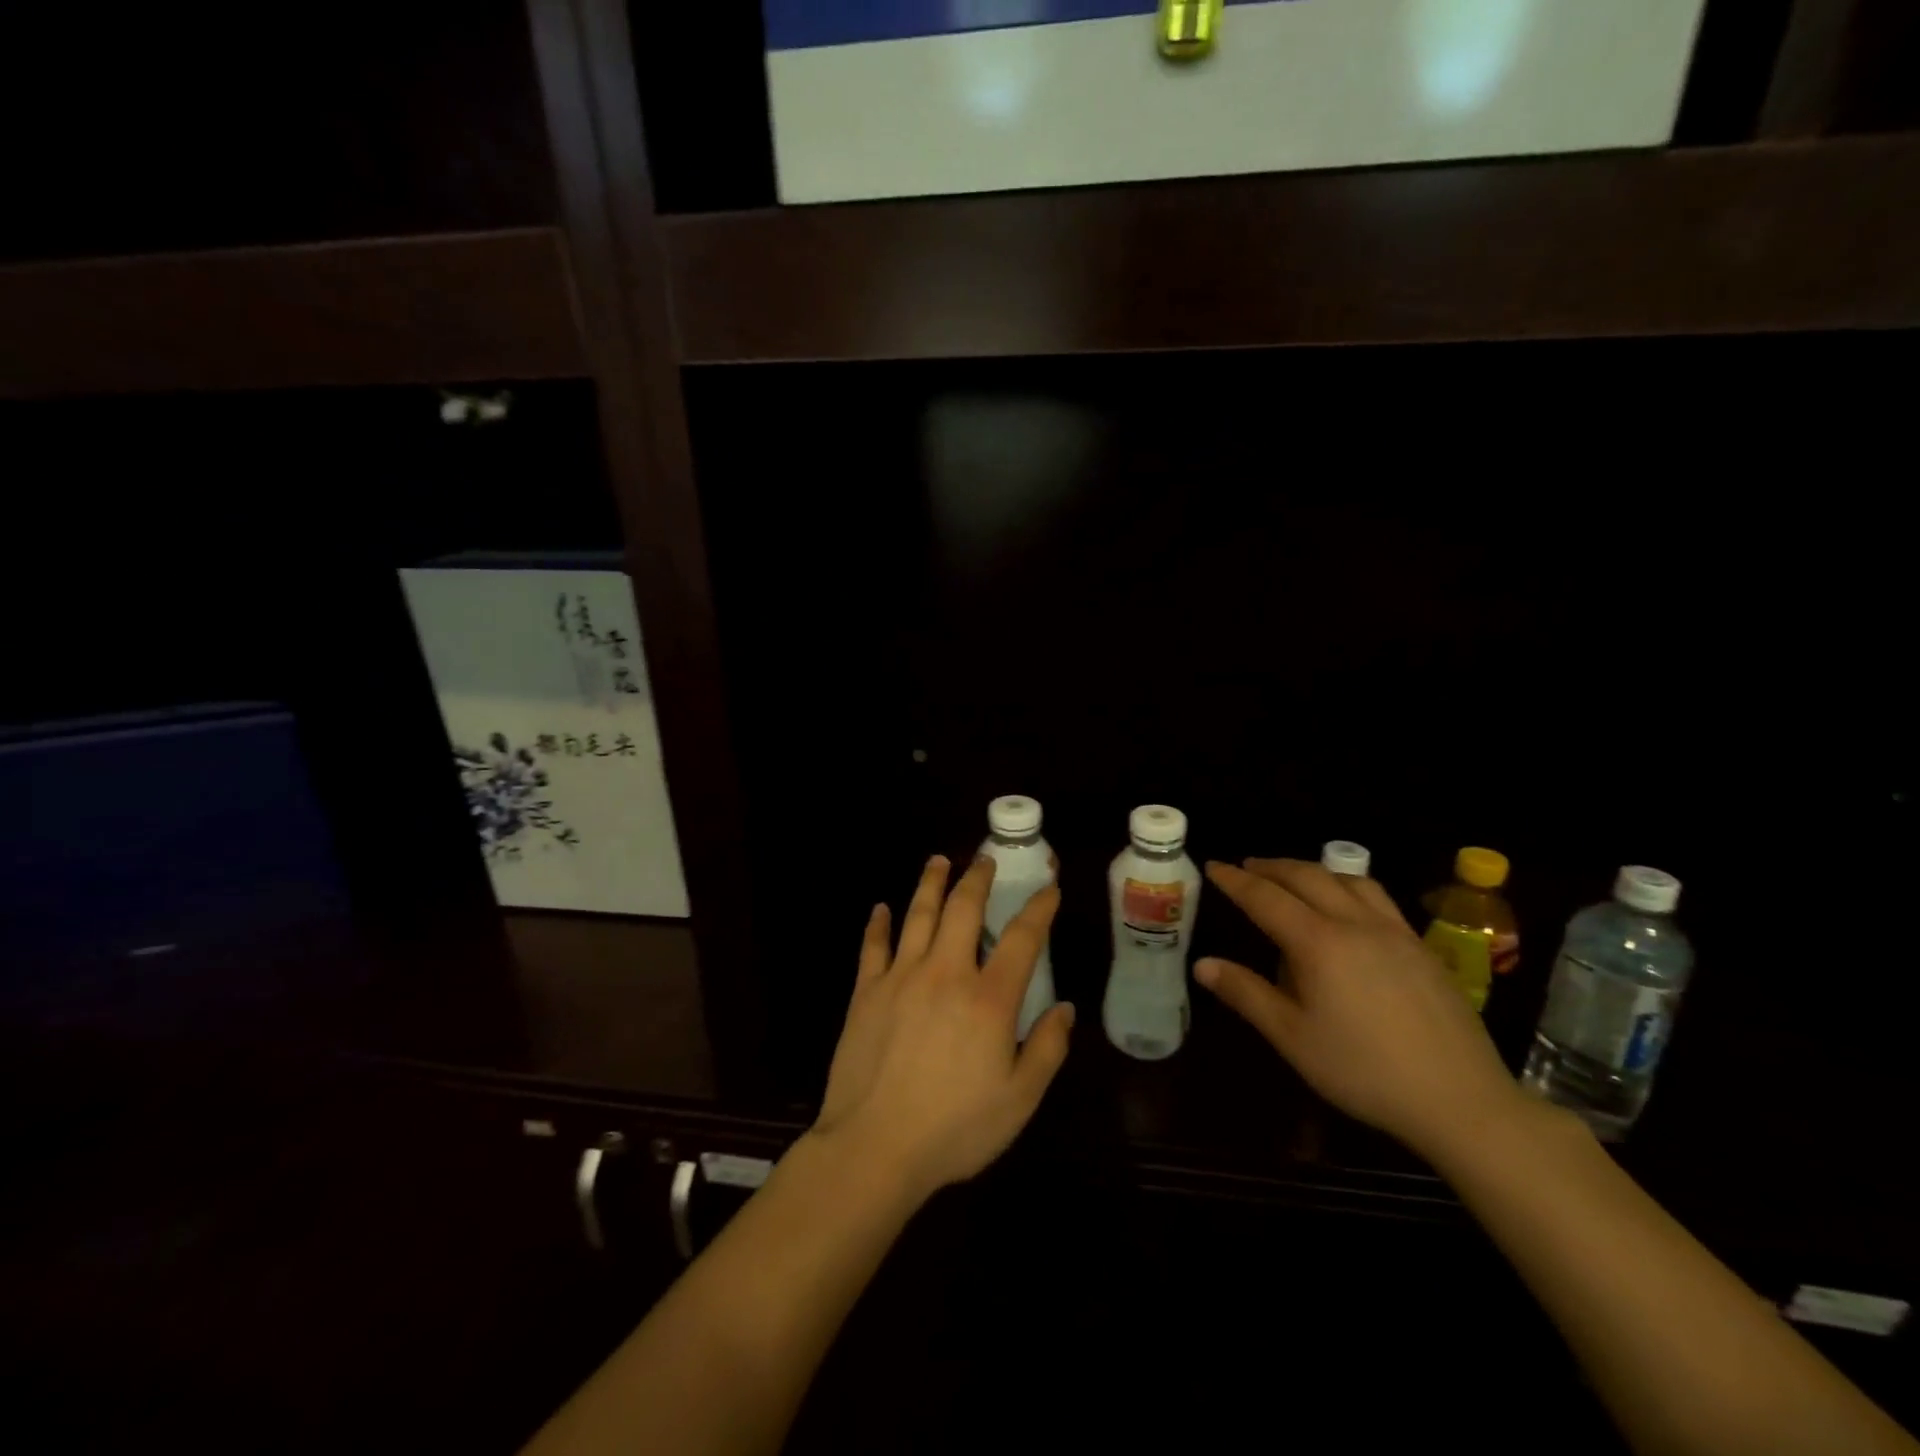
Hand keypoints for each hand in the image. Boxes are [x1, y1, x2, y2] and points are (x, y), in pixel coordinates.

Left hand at [814, 854, 1075, 1201]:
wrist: (874, 1146)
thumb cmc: (954, 1129)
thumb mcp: (1019, 1100)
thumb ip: (1047, 1050)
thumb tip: (1065, 1008)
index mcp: (989, 998)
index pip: (1021, 938)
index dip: (1038, 908)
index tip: (1048, 888)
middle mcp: (946, 973)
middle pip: (963, 909)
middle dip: (977, 878)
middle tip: (984, 858)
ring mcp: (901, 977)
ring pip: (918, 914)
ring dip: (931, 883)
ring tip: (939, 860)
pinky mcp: (866, 992)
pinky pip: (873, 946)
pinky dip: (878, 924)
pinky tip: (881, 908)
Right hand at [1196, 859, 1526, 1159]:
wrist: (1462, 1100)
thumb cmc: (1364, 1071)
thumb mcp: (1292, 1038)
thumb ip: (1246, 994)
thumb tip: (1202, 965)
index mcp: (1318, 943)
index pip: (1265, 897)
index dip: (1235, 880)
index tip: (1213, 866)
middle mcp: (1355, 923)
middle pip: (1306, 876)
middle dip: (1271, 867)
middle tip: (1246, 867)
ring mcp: (1395, 931)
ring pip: (1347, 879)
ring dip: (1311, 870)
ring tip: (1293, 878)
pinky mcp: (1422, 946)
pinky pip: (1377, 897)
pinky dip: (1347, 886)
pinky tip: (1348, 908)